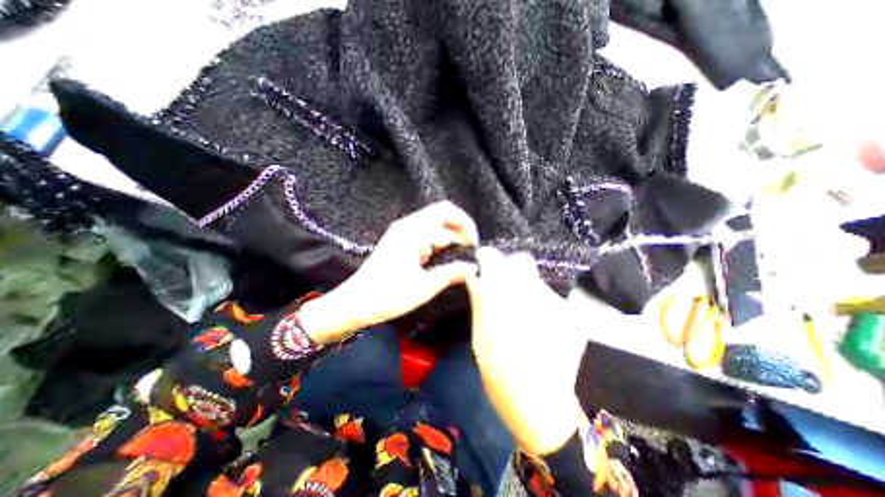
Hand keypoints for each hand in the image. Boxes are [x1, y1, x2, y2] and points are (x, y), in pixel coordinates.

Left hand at [298, 201, 480, 342]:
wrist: (355, 304)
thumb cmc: (387, 295)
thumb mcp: (424, 286)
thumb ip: (452, 273)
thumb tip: (473, 268)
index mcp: (412, 230)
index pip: (445, 210)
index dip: (464, 222)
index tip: (473, 242)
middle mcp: (408, 228)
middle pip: (441, 221)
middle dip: (458, 237)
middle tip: (470, 258)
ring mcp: (403, 237)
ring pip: (434, 233)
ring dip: (448, 246)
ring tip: (459, 265)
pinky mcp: (401, 247)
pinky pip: (425, 242)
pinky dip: (437, 252)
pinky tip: (442, 267)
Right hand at [464, 247, 585, 454]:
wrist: (540, 403)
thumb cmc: (499, 371)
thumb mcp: (479, 335)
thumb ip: (479, 300)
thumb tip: (475, 276)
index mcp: (503, 298)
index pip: (494, 260)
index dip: (488, 256)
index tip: (484, 260)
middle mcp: (532, 294)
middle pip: (521, 262)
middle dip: (509, 267)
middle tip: (503, 284)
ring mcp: (556, 303)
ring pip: (536, 280)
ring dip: (525, 287)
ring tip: (521, 311)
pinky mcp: (572, 314)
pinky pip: (550, 298)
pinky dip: (540, 303)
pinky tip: (538, 324)